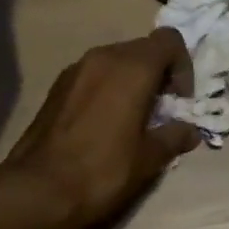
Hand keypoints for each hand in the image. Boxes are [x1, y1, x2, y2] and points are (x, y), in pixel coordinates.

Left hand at [3, 30, 200, 228]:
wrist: (38, 188)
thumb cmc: (102, 170)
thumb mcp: (148, 159)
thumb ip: (174, 137)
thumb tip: (190, 131)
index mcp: (132, 67)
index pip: (169, 40)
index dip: (183, 66)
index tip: (180, 101)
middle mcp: (104, 56)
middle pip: (143, 48)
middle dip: (159, 74)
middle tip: (161, 112)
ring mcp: (77, 67)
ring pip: (117, 59)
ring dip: (133, 80)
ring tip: (134, 118)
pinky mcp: (58, 84)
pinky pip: (94, 73)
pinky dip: (108, 86)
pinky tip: (105, 122)